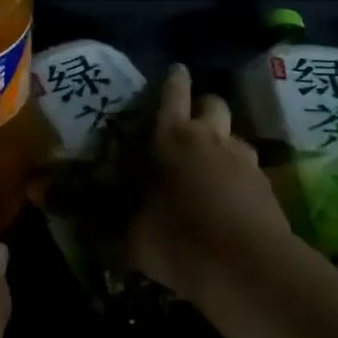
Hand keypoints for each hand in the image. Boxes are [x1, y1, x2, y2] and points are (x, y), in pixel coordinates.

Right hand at [128, 64, 293, 298]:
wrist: (250, 268)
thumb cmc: (179, 239)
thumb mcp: (132, 235)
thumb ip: (111, 219)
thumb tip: (70, 209)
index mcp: (172, 138)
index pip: (173, 94)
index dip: (174, 80)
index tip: (177, 69)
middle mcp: (210, 138)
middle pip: (213, 103)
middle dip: (203, 106)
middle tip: (192, 121)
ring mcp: (244, 160)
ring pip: (235, 135)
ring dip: (224, 142)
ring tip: (212, 163)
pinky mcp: (267, 186)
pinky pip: (251, 168)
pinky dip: (240, 175)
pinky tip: (231, 197)